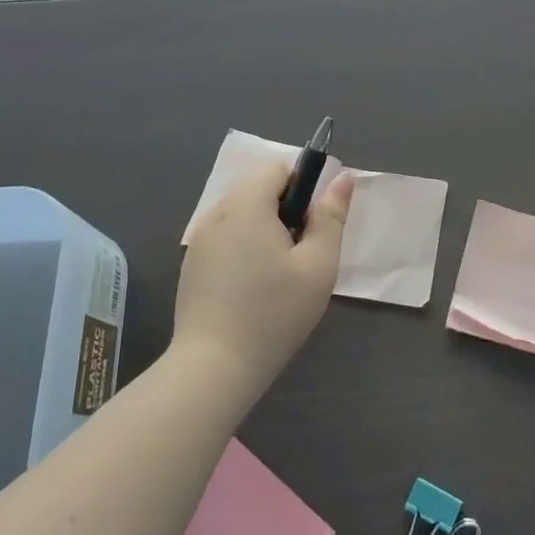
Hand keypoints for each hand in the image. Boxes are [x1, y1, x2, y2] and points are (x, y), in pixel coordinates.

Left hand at [173, 160, 353, 403]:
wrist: (214, 367)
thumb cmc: (274, 313)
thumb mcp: (318, 265)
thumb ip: (332, 217)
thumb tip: (342, 179)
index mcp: (246, 205)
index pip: (276, 168)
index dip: (302, 187)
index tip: (312, 225)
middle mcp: (216, 214)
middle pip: (256, 187)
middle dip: (284, 208)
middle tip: (299, 253)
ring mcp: (199, 240)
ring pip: (240, 212)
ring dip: (263, 227)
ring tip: (278, 272)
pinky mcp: (191, 264)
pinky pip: (224, 236)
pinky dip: (243, 246)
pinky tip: (252, 286)